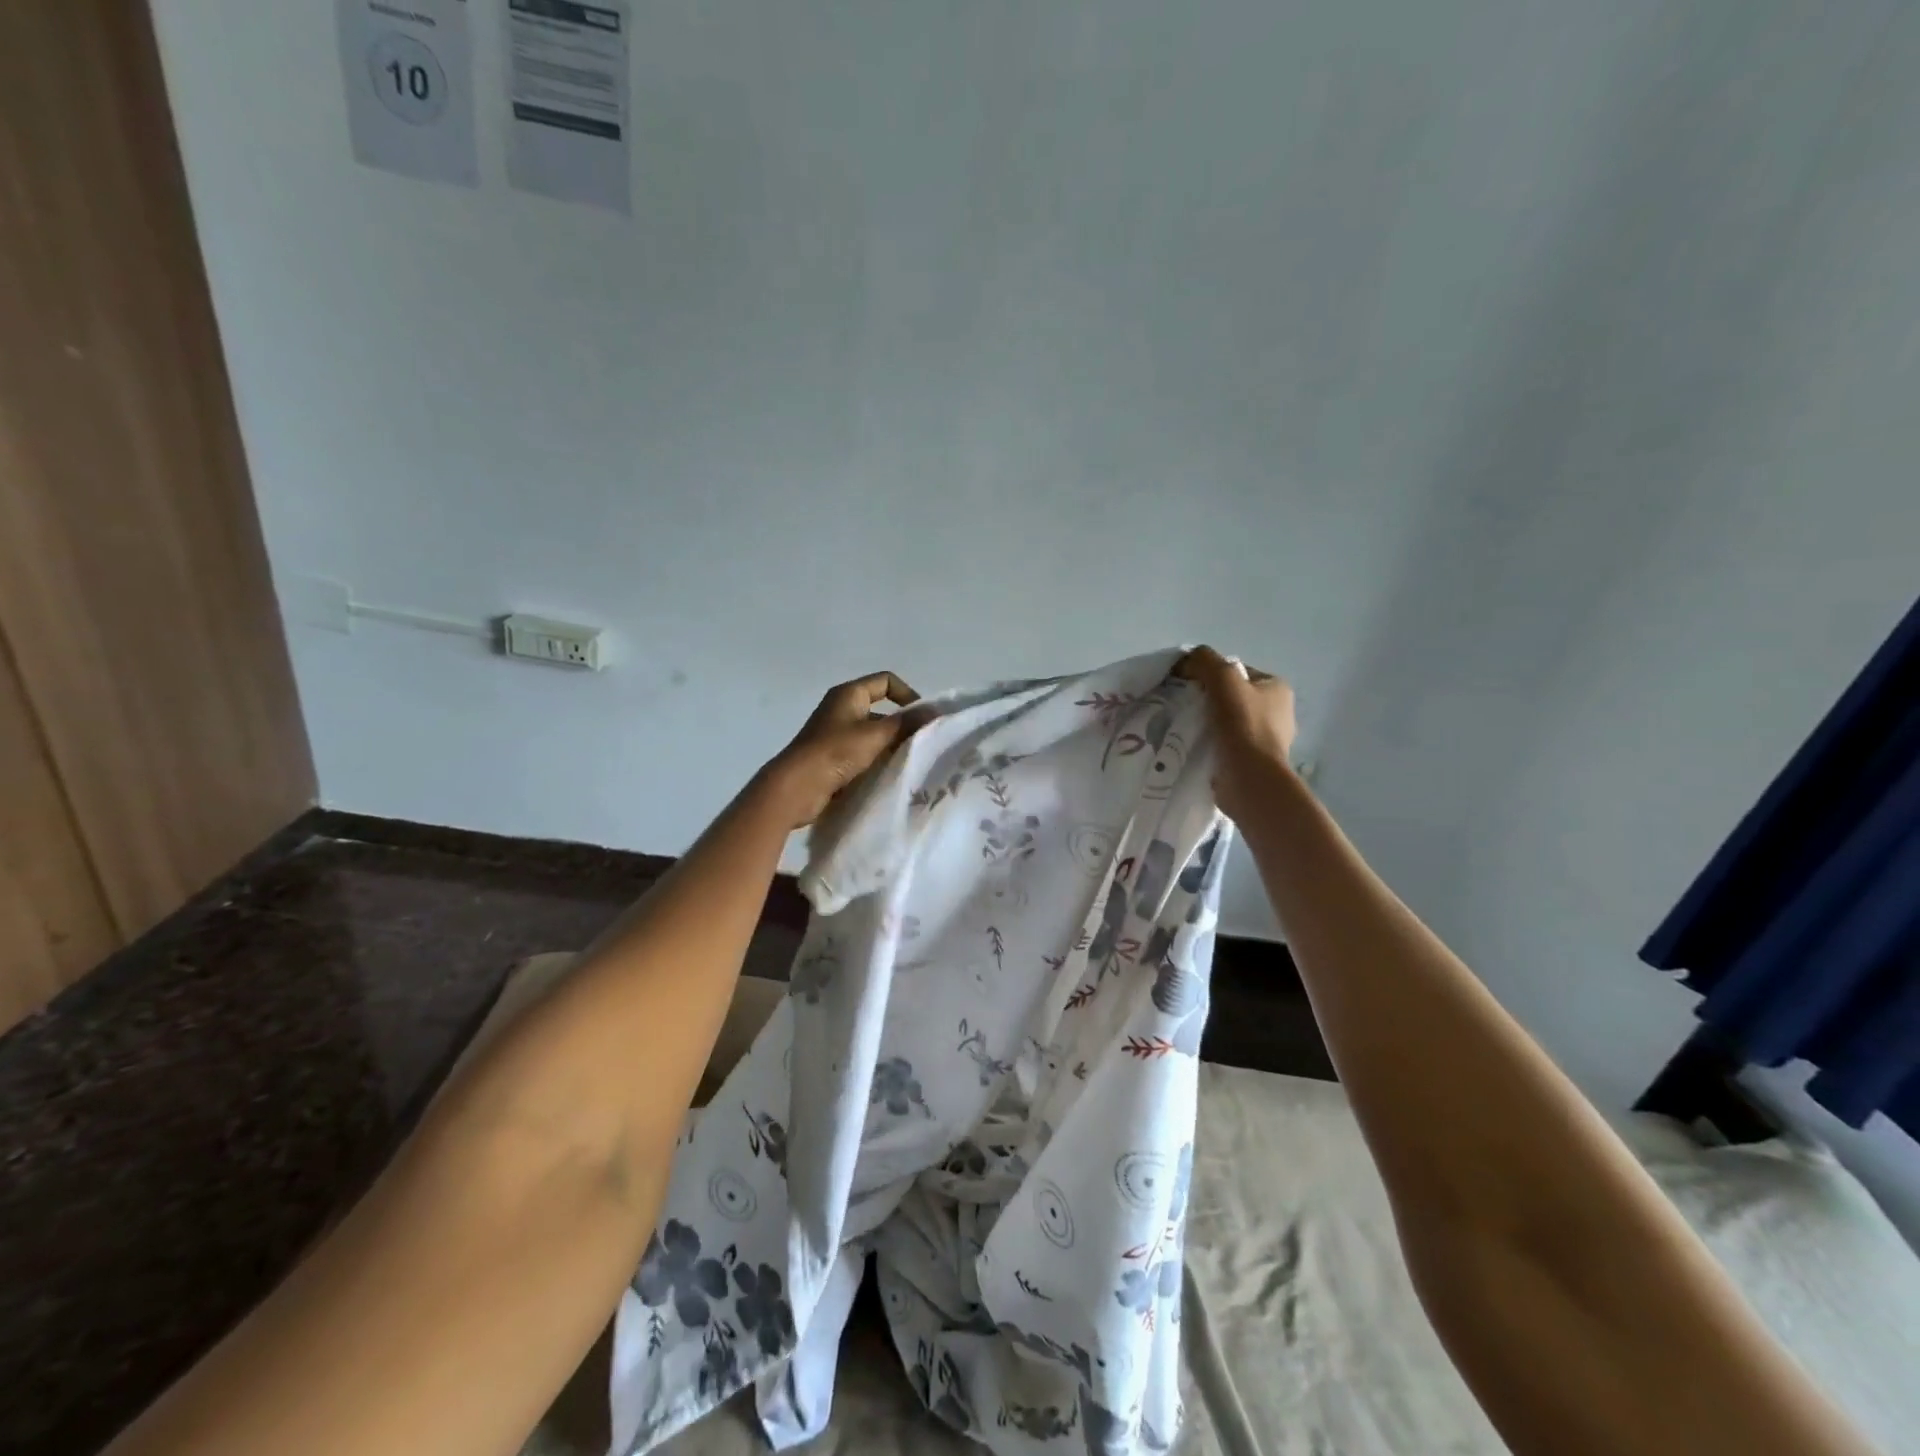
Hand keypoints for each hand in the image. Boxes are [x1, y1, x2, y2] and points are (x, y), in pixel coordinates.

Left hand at [761, 671, 925, 827]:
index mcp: (849, 694)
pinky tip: (892, 775)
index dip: (908, 694)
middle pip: (882, 710)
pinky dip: (878, 761)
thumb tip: (936, 711)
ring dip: (892, 745)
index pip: (886, 681)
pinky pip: (864, 754)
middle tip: (923, 744)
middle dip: (903, 725)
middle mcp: (842, 709)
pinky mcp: (834, 759)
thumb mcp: (876, 735)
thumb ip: (907, 723)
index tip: (923, 717)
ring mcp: (837, 735)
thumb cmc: (835, 752)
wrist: (797, 788)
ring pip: (874, 734)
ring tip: (911, 761)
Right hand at [1174, 646, 1296, 819]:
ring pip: (1225, 721)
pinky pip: (1224, 744)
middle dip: (1205, 700)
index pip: (1236, 671)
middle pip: (1230, 697)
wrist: (1250, 779)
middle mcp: (1277, 712)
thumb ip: (1204, 660)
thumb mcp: (1223, 678)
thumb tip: (1185, 662)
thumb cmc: (1243, 725)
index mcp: (1277, 688)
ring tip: (1183, 727)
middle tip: (1181, 706)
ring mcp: (1266, 740)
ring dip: (1205, 724)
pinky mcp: (1252, 762)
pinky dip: (1208, 744)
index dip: (1209, 674)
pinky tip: (1192, 746)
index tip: (1186, 686)